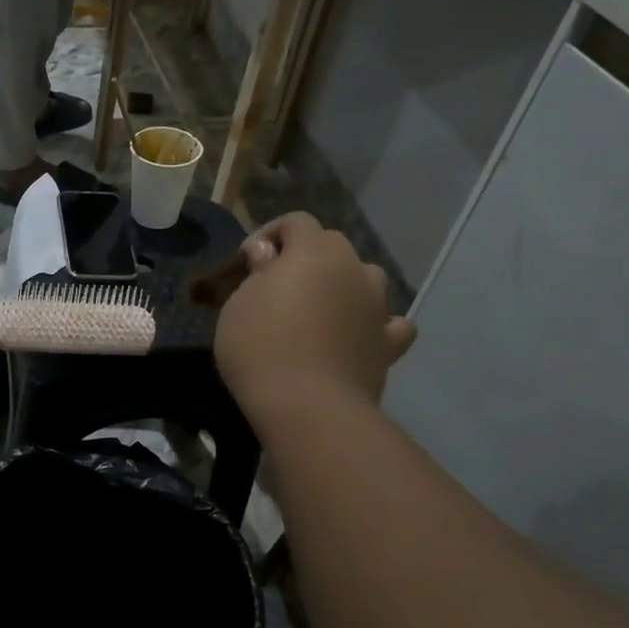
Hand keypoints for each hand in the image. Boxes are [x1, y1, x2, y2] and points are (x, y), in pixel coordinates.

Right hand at [212, 213, 416, 421]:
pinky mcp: (389, 343)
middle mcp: (353, 268)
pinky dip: (376, 325)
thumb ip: (256, 271)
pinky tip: (360, 336)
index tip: (246, 262)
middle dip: (306, 258)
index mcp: (313, 251)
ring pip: (366, 278)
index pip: (295, 222)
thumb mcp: (238, 305)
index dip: (269, 234)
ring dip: (345, 285)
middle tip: (277, 287)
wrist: (307, 405)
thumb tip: (266, 252)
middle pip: (332, 246)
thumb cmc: (260, 347)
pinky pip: (390, 324)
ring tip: (321, 310)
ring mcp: (377, 306)